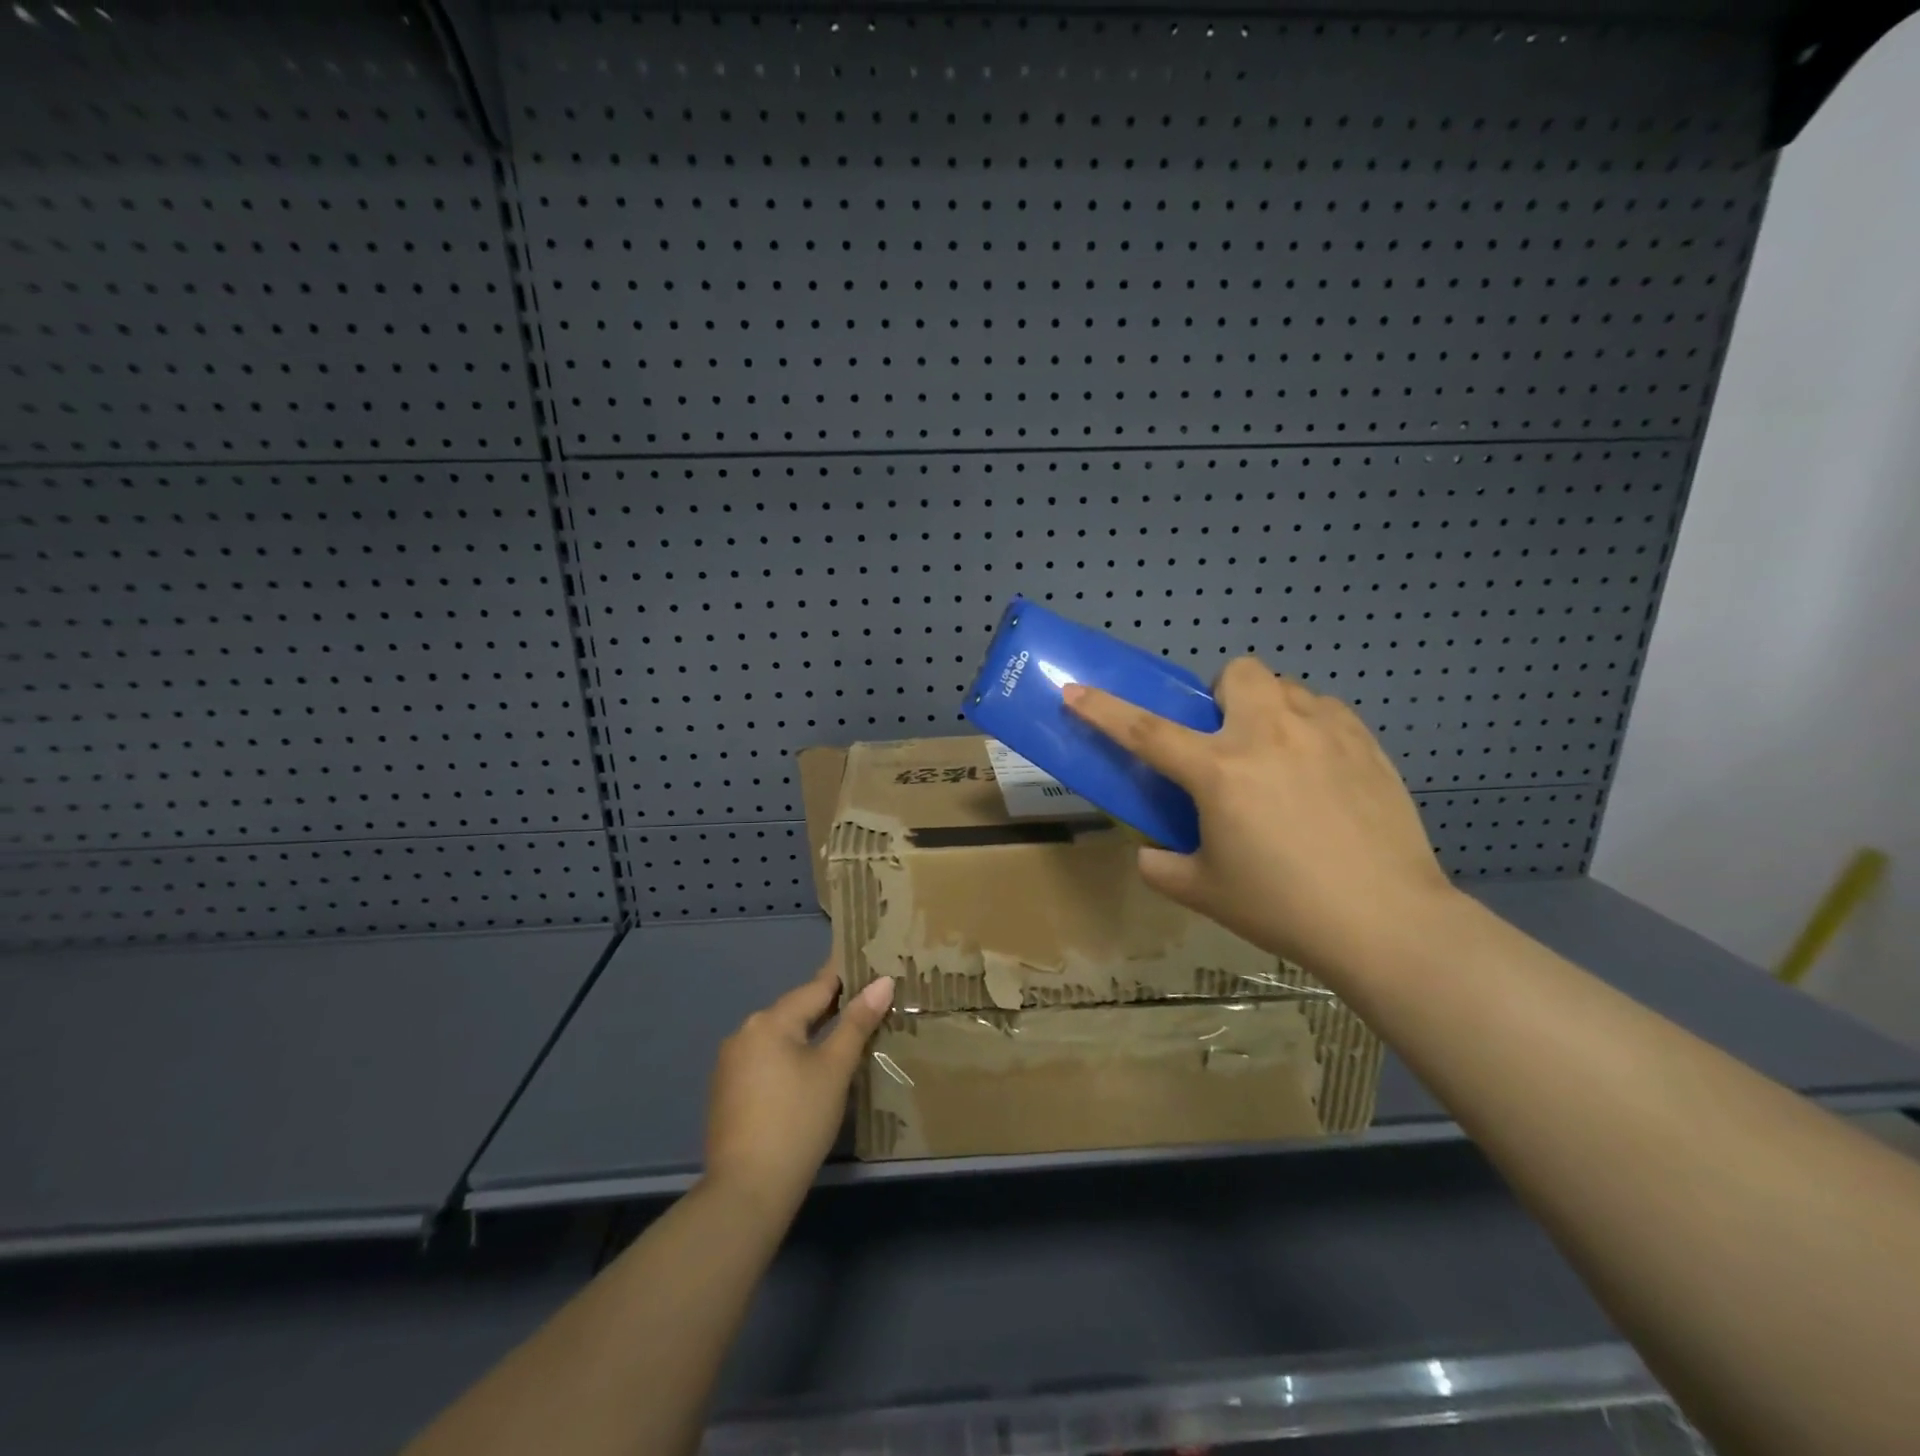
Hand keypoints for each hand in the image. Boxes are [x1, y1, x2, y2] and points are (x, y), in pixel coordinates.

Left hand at [703, 965, 894, 1213]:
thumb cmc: (798, 1121)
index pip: (816, 987)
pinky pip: (765, 1060)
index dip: (845, 977)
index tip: (869, 966)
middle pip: (795, 1011)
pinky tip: (808, 1074)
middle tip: (865, 1005)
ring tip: (842, 1038)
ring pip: (780, 1037)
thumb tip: (882, 982)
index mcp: (770, 1021)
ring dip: (808, 1035)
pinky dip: (789, 1058)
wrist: (746, 1191)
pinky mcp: (726, 1092)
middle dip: (829, 1008)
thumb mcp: (835, 1069)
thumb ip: (857, 1023)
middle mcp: (745, 1032)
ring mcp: (730, 1064)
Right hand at [1064, 659, 1457, 981]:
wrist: (1386, 922)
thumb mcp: (1205, 893)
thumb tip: (1148, 854)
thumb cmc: (1283, 907)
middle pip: (1236, 673)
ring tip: (1278, 758)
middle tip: (1227, 742)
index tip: (1074, 690)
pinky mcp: (1365, 742)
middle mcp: (1268, 735)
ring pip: (1285, 687)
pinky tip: (1319, 771)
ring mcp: (1323, 732)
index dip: (1103, 709)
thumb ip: (1162, 867)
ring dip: (1268, 711)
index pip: (1145, 730)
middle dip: (1222, 696)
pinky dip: (1309, 726)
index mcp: (1219, 771)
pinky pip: (1325, 710)